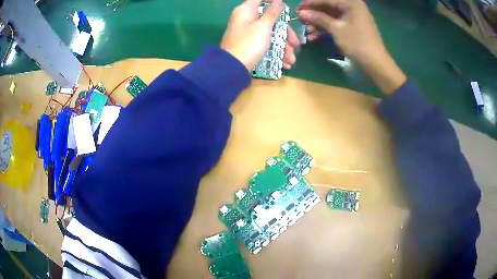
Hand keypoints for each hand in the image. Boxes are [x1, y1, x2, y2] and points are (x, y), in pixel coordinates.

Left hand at [221, 0, 299, 70]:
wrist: (232, 69)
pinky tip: (284, 63)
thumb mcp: (263, 27)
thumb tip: (278, 1)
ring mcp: (248, 32)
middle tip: (296, 44)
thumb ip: (272, 13)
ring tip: (291, 60)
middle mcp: (246, 19)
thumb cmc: (248, 44)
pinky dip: (276, 51)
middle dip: (286, 33)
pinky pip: (265, 43)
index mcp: (246, 11)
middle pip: (270, 19)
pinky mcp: (250, 44)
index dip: (273, 1)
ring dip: (283, 46)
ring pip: (270, 33)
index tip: (285, 8)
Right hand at [298, 0, 405, 94]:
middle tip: (301, 20)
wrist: (375, 63)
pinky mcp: (353, 27)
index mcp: (350, 2)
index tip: (298, 8)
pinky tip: (315, 36)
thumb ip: (318, 18)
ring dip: (318, 23)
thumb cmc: (357, 43)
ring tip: (307, 31)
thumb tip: (301, 13)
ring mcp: (353, 17)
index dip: (310, 3)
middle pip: (328, 7)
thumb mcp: (336, 29)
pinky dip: (326, 29)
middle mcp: (352, 6)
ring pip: (331, 16)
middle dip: (314, 15)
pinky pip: (337, 24)